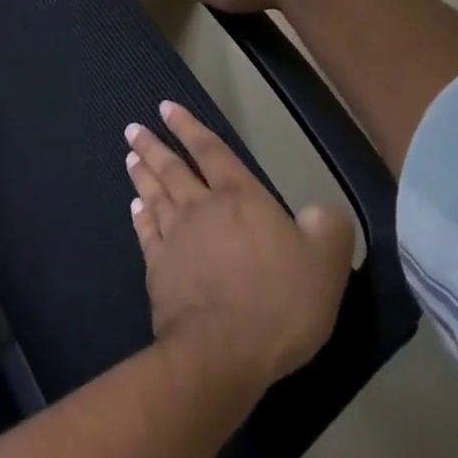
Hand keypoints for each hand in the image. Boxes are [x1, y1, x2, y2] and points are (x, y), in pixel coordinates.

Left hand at [125, 102, 352, 396]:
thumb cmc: (279, 301)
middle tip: (133, 128)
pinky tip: (135, 207)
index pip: (211, 151)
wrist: (223, 349)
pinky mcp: (158, 268)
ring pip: (154, 194)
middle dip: (153, 145)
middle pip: (173, 168)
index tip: (166, 107)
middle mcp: (201, 207)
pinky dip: (140, 216)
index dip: (189, 127)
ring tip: (130, 156)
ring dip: (142, 173)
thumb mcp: (325, 263)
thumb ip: (327, 227)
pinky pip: (146, 232)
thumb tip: (323, 209)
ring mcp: (175, 237)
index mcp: (240, 197)